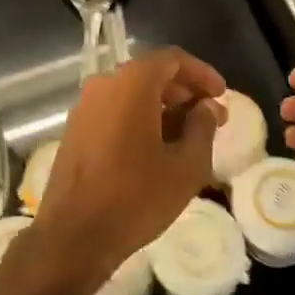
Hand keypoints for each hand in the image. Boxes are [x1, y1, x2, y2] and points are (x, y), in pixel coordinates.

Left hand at [24, 49, 225, 294]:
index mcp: (131, 83)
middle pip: (151, 74)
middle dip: (184, 91)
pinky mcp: (76, 129)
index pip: (172, 59)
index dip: (201, 73)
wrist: (73, 235)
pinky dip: (140, 118)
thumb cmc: (135, 197)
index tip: (221, 94)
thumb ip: (202, 128)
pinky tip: (158, 148)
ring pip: (132, 93)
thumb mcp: (186, 167)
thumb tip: (207, 107)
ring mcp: (85, 106)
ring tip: (189, 136)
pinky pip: (115, 110)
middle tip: (211, 117)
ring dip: (163, 107)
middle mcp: (104, 84)